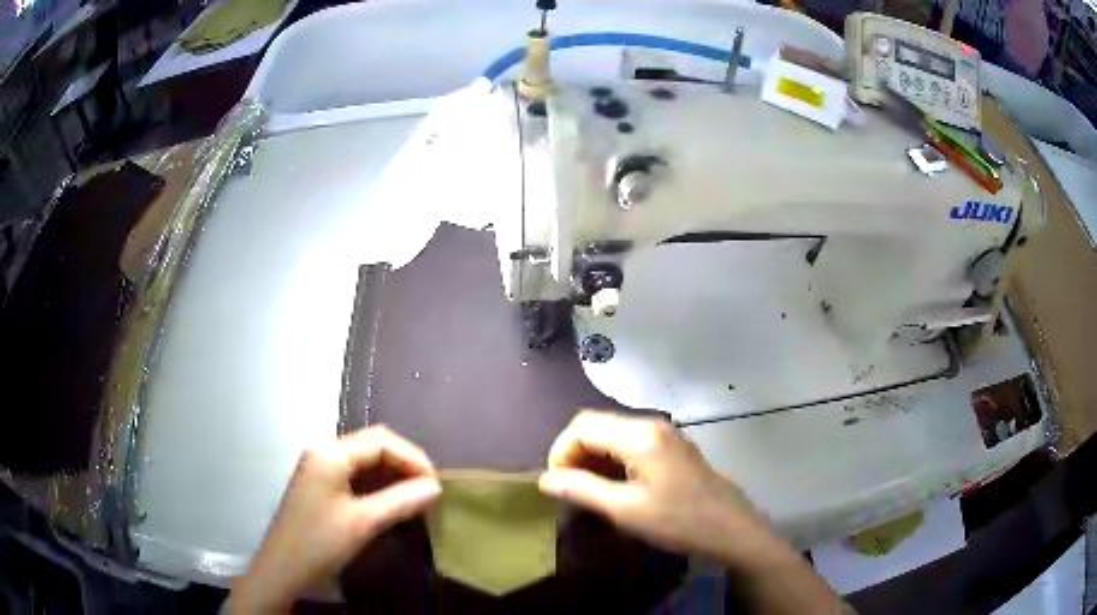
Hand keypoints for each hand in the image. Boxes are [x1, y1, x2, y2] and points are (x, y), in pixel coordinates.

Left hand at [229, 427, 440, 613]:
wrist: (283, 569)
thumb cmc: (320, 543)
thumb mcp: (363, 523)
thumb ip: (401, 501)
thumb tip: (436, 487)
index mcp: (330, 452)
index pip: (381, 441)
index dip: (413, 458)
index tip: (437, 484)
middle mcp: (324, 451)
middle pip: (373, 446)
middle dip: (405, 465)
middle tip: (430, 492)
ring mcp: (320, 468)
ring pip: (365, 461)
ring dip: (393, 476)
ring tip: (417, 498)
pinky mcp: (320, 485)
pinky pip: (355, 476)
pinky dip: (378, 486)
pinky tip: (393, 503)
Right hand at [539, 412, 844, 614]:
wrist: (731, 528)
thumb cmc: (678, 521)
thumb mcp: (625, 510)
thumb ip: (582, 489)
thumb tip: (545, 479)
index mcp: (640, 435)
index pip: (583, 426)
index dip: (561, 451)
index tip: (556, 483)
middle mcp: (652, 424)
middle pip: (597, 424)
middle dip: (574, 452)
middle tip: (568, 487)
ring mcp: (666, 433)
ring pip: (613, 432)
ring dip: (593, 456)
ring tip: (587, 489)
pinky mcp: (673, 446)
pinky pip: (631, 441)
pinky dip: (613, 458)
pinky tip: (614, 484)